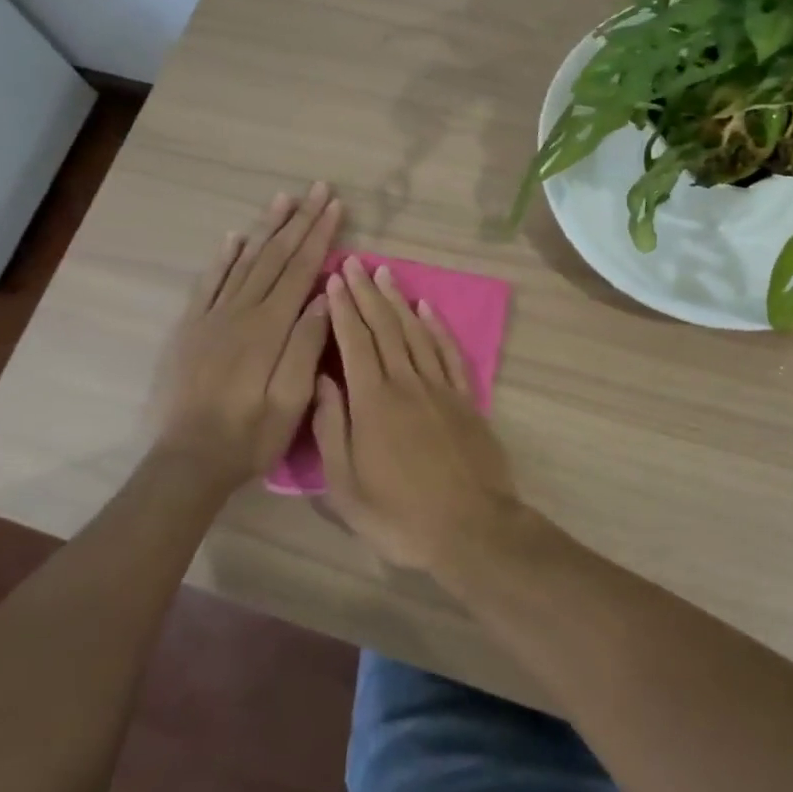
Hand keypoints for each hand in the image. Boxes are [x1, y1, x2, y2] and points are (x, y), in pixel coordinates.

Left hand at [155, 183, 341, 487]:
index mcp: (269, 327)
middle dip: (299, 220)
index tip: (335, 206)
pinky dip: (223, 257)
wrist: (187, 461)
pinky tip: (234, 238)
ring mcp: (211, 317)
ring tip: (283, 199)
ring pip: (243, 261)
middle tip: (317, 189)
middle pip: (274, 256)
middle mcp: (240, 311)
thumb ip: (307, 343)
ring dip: (265, 228)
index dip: (320, 235)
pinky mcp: (190, 329)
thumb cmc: (249, 435)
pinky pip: (208, 282)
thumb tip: (326, 294)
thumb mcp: (291, 399)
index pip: (301, 269)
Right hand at [313, 256, 522, 570]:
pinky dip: (436, 327)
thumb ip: (332, 428)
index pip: (354, 342)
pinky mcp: (466, 399)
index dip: (343, 308)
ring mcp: (441, 388)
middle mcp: (407, 383)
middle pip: (384, 328)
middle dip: (366, 293)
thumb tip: (321, 380)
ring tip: (385, 274)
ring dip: (398, 301)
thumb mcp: (346, 486)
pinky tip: (426, 309)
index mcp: (373, 402)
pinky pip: (449, 353)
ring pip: (415, 332)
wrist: (471, 528)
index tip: (333, 279)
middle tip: (355, 263)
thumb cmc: (399, 515)